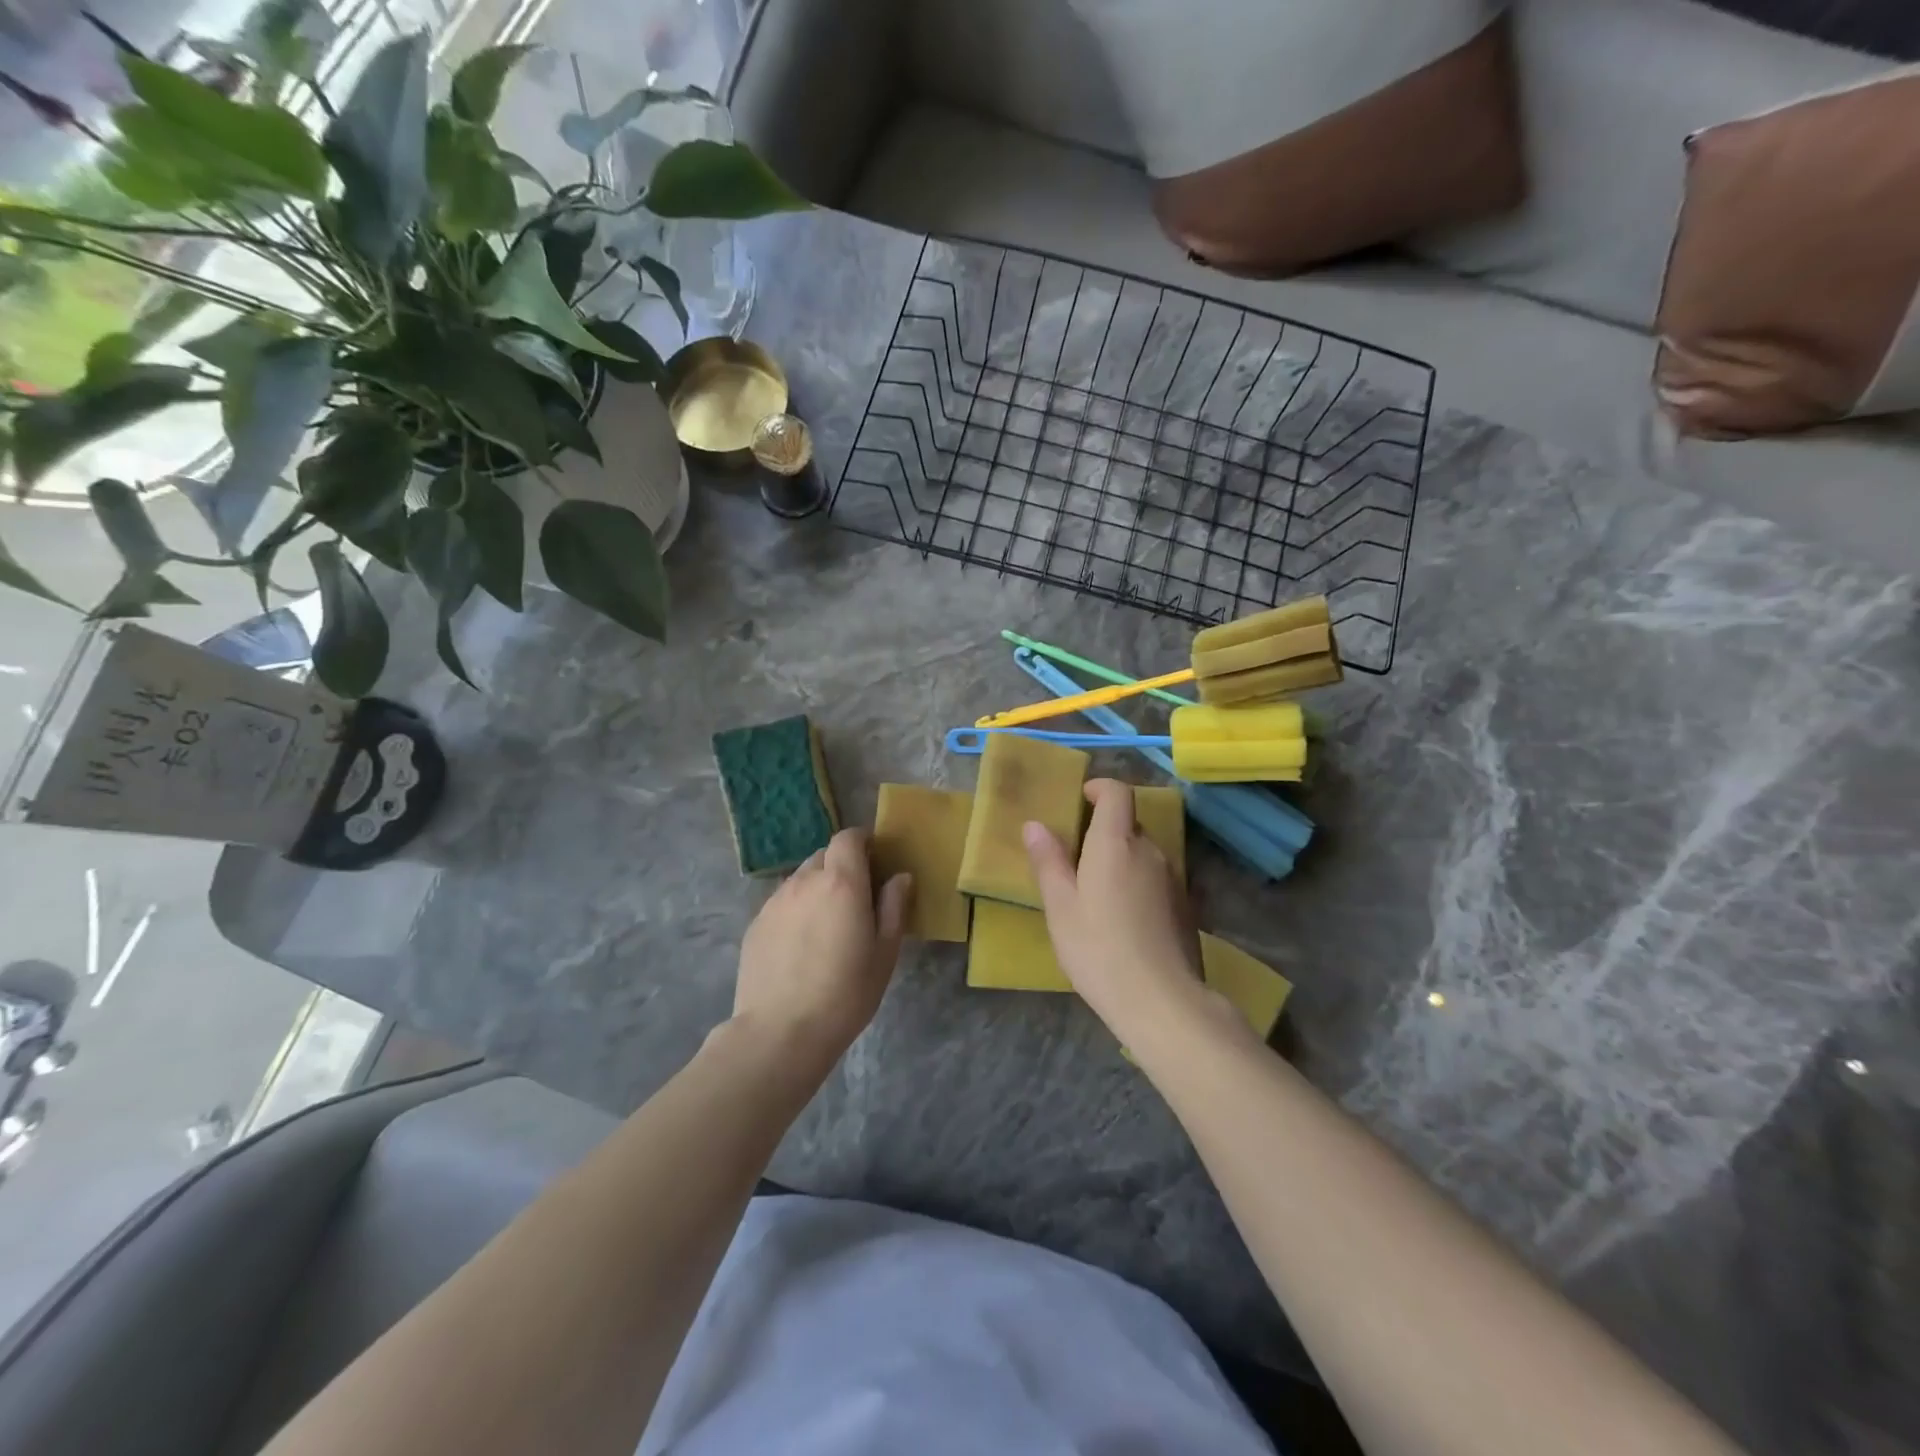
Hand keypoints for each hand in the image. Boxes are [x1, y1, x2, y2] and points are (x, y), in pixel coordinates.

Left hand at [732, 828, 911, 1077]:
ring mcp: (775, 902)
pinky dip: (796, 910)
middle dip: (841, 866)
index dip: (862, 842)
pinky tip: (801, 945)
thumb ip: (894, 907)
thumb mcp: (884, 953)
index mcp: (841, 883)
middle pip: (824, 856)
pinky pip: (782, 903)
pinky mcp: (755, 924)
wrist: (781, 1032)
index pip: (848, 838)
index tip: (874, 860)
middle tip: (855, 898)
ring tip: (827, 925)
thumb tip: (900, 877)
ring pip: (801, 879)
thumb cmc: (846, 994)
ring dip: (817, 888)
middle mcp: (805, 881)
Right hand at [1024, 780, 1208, 1040]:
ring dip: (1121, 859)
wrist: (1161, 1000)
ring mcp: (1173, 878)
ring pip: (1143, 853)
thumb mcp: (1060, 906)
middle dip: (1104, 831)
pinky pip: (1156, 879)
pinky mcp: (1185, 905)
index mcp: (1116, 843)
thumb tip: (1035, 824)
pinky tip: (1123, 920)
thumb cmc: (1098, 948)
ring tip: (1096, 894)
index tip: (1080, 799)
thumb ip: (1048, 861)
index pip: (1117, 793)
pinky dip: (1138, 883)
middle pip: (1129, 824)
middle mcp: (1150, 851)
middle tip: (1075, 860)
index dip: (1099, 788)